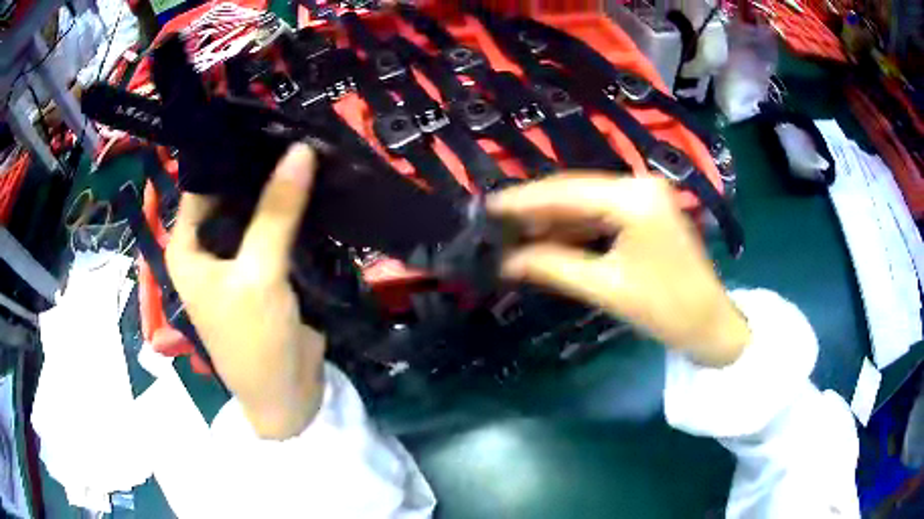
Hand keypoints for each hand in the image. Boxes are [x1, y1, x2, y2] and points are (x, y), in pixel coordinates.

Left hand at [166, 145, 324, 438]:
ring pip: (256, 209)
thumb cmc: (254, 341)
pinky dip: (291, 210)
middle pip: (231, 193)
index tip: (265, 120)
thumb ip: (276, 212)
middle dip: (259, 165)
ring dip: (278, 186)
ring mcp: (236, 257)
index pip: (202, 182)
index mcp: (187, 246)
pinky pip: (274, 227)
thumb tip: (301, 150)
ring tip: (308, 145)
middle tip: (295, 126)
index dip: (230, 151)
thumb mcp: (259, 275)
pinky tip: (313, 183)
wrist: (287, 396)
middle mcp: (206, 246)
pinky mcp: (263, 267)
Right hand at [487, 173, 750, 366]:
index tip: (488, 206)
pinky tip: (549, 237)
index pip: (568, 191)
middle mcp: (640, 184)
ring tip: (515, 232)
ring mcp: (645, 196)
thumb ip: (553, 266)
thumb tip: (506, 261)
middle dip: (537, 208)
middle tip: (497, 222)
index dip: (525, 199)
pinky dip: (575, 226)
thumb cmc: (665, 308)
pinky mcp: (646, 211)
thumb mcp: (606, 287)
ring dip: (554, 219)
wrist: (709, 323)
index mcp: (635, 198)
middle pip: (576, 191)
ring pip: (587, 202)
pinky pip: (601, 213)